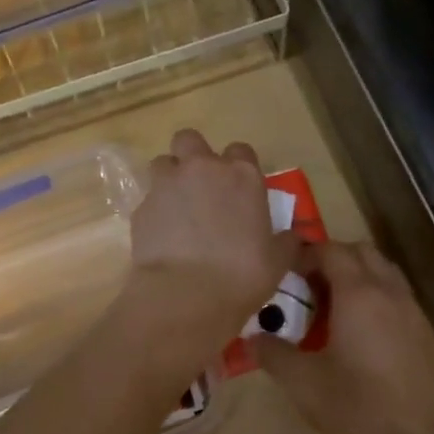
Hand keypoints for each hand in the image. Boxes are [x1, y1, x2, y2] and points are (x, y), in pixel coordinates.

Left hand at [122, 130, 299, 353]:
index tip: (239, 188)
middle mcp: (202, 170)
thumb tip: (293, 237)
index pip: (240, 150)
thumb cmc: (242, 274)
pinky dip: (155, 212)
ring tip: (177, 208)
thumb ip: (286, 242)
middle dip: (192, 156)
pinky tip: (162, 238)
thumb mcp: (277, 261)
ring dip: (170, 179)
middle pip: (190, 139)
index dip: (238, 166)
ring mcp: (167, 185)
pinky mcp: (141, 208)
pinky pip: (148, 200)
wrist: (186, 294)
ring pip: (163, 163)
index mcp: (242, 176)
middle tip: (201, 186)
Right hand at [253, 240, 433, 433]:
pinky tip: (365, 334)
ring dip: (359, 275)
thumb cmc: (357, 408)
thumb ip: (273, 354)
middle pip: (362, 252)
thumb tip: (251, 338)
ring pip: (385, 272)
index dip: (307, 253)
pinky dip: (378, 298)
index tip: (286, 270)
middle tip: (309, 284)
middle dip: (334, 258)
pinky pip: (399, 298)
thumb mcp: (303, 383)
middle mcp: (389, 292)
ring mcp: (414, 311)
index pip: (331, 250)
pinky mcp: (428, 334)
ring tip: (335, 306)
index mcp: (358, 294)